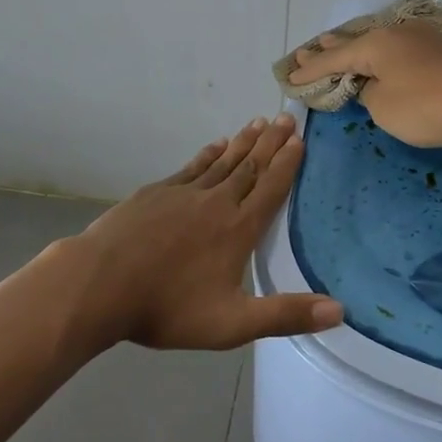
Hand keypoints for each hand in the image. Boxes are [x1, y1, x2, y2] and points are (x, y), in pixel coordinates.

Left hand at [69, 114, 341, 350]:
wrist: (100, 283)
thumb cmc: (168, 307)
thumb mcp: (232, 323)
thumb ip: (285, 315)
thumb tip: (340, 311)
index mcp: (238, 229)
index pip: (271, 189)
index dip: (287, 163)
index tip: (300, 140)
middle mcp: (217, 202)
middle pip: (250, 166)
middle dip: (271, 143)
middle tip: (287, 118)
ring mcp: (184, 193)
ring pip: (223, 161)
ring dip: (244, 142)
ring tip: (259, 123)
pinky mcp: (157, 192)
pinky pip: (192, 167)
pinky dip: (208, 154)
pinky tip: (215, 145)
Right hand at [288, 22, 441, 149]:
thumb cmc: (425, 107)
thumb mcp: (382, 106)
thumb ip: (368, 93)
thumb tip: (372, 84)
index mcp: (375, 44)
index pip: (334, 58)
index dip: (311, 71)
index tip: (290, 77)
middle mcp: (396, 33)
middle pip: (355, 42)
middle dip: (330, 49)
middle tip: (308, 51)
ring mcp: (422, 37)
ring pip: (379, 41)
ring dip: (357, 47)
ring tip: (337, 44)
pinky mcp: (441, 49)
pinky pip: (398, 47)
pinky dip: (381, 52)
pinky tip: (382, 53)